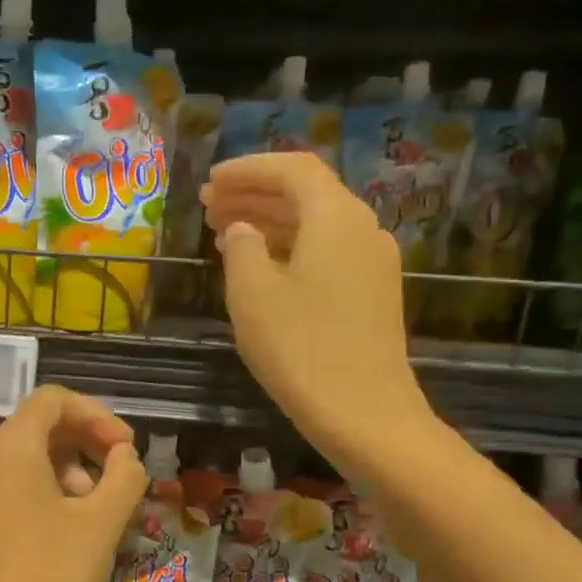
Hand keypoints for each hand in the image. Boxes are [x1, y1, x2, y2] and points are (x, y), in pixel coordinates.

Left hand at [0, 385, 146, 581]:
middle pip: (40, 425)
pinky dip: (47, 488)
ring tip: (99, 509)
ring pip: (29, 455)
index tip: (126, 447)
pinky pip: (14, 481)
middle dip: (86, 441)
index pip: (54, 399)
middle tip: (121, 475)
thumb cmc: (51, 575)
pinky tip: (71, 525)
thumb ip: (123, 477)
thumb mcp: (101, 523)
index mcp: (11, 445)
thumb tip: (125, 456)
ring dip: (71, 468)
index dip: (97, 414)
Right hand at [202, 152, 430, 454]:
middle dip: (255, 194)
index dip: (247, 169)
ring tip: (224, 231)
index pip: (292, 169)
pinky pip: (325, 250)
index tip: (210, 180)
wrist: (363, 412)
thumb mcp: (252, 293)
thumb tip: (242, 229)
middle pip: (306, 193)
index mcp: (335, 216)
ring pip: (315, 223)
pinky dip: (289, 247)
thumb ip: (242, 247)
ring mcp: (372, 261)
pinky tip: (259, 265)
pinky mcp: (371, 292)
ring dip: (269, 221)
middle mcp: (362, 227)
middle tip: (208, 205)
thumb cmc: (299, 347)